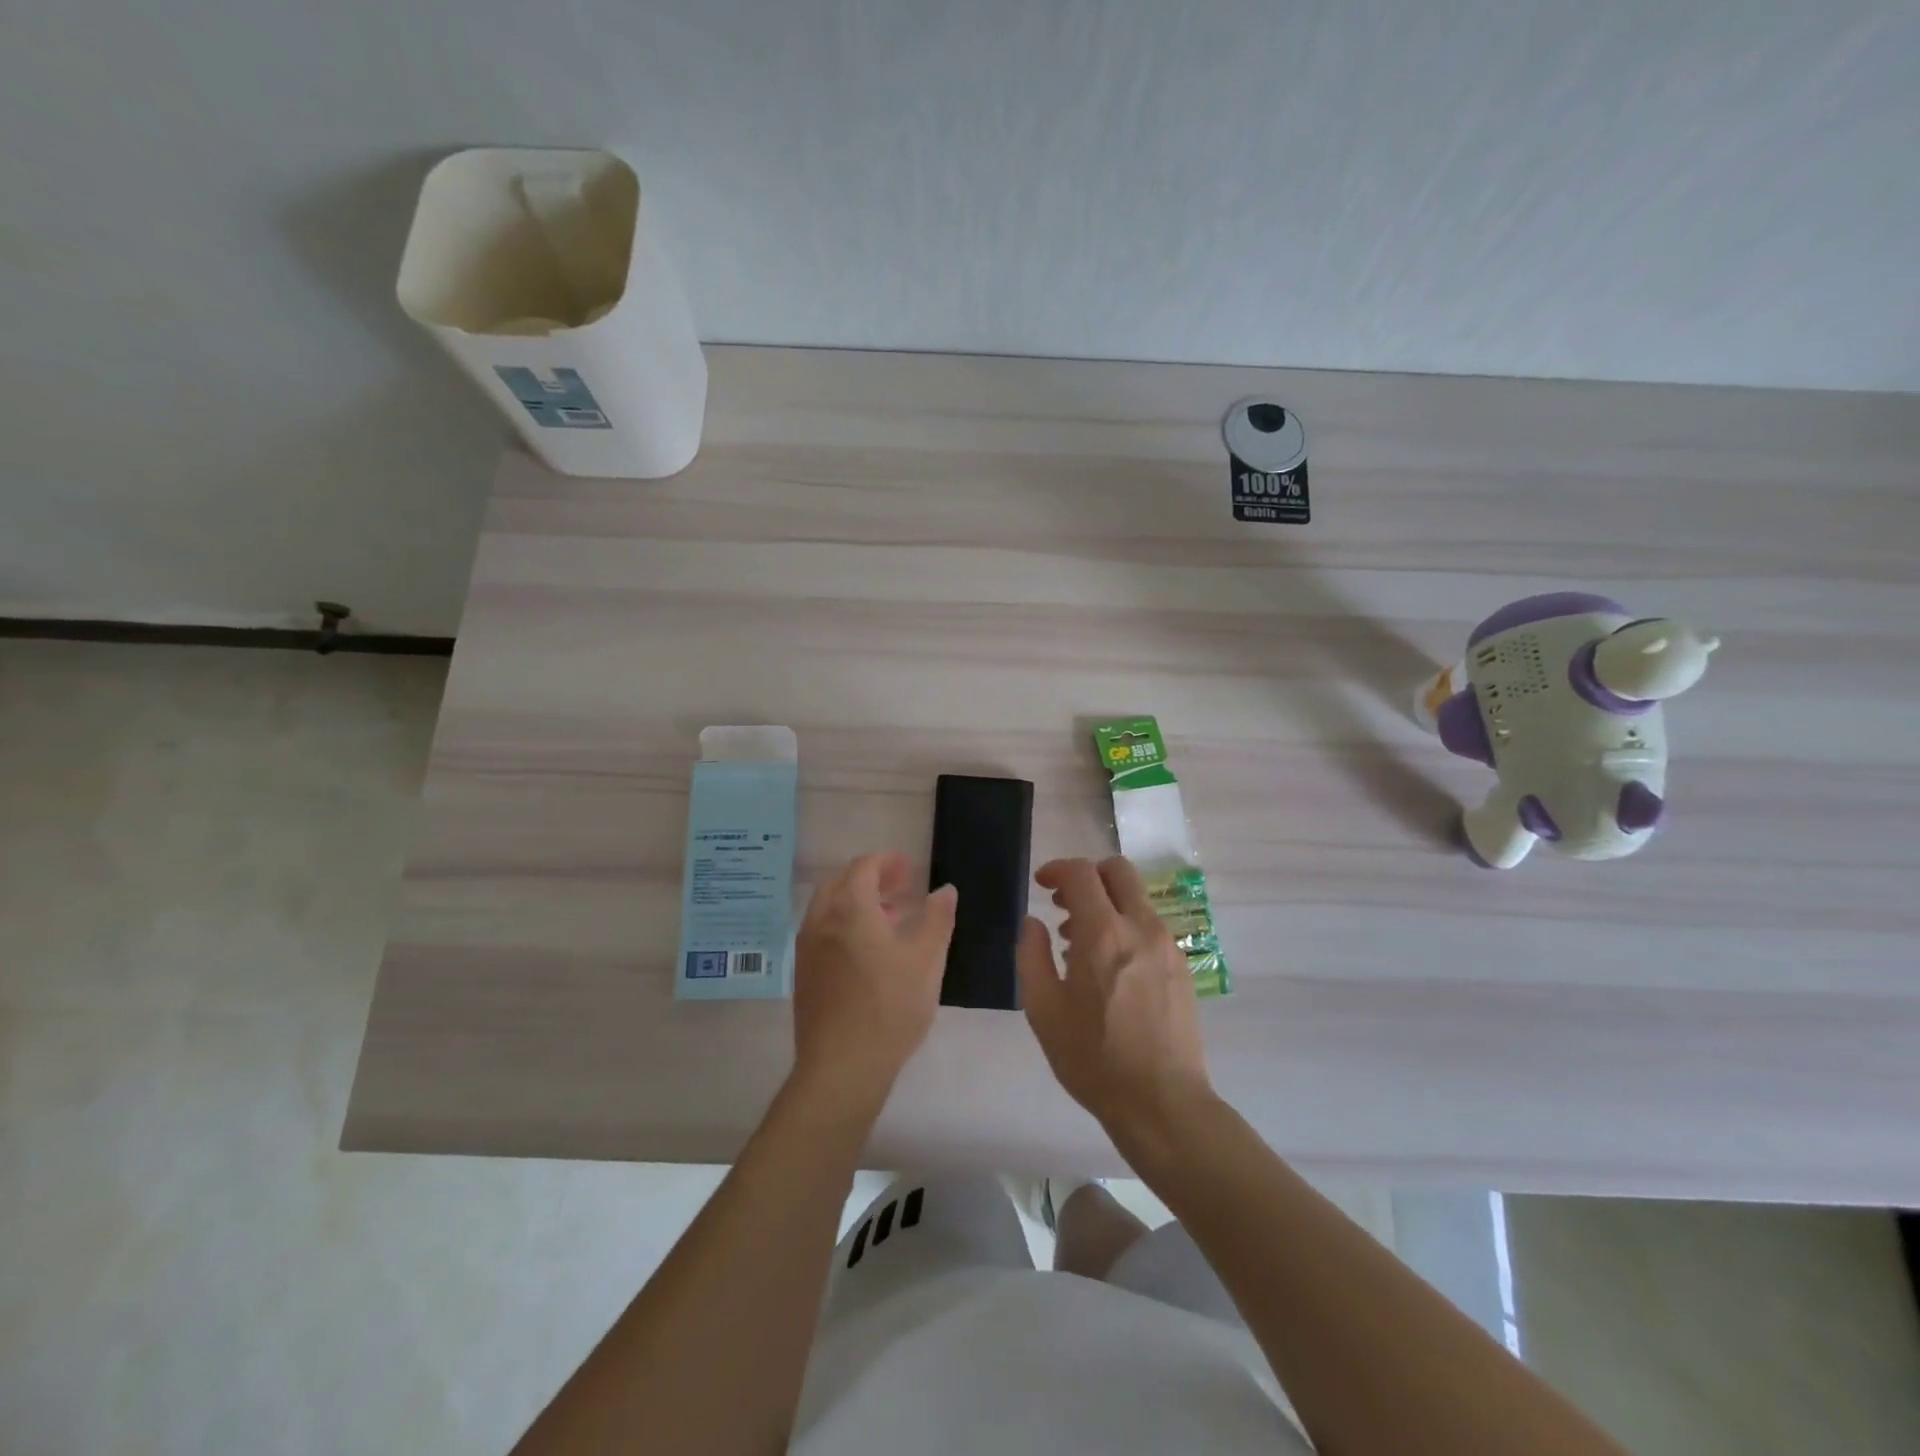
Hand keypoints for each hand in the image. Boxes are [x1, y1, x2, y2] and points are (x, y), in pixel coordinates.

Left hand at [791, 852, 957, 1111]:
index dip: (887, 862)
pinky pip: (822, 930)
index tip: (910, 870)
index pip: (863, 867)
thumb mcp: (927, 960)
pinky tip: (867, 949)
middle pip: (840, 881)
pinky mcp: (803, 972)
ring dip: (856, 900)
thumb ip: (937, 919)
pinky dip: (843, 923)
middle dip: (871, 877)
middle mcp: (821, 920)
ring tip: (889, 917)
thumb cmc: (890, 1008)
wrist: (841, 1067)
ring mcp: (807, 947)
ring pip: (829, 906)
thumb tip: (945, 890)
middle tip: (900, 888)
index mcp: (850, 909)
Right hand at [1017, 856, 1213, 1143]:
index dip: (1057, 869)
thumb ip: (1031, 955)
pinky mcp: (1182, 966)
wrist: (1162, 1103)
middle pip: (1118, 870)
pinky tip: (1108, 967)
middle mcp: (1141, 927)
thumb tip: (1033, 922)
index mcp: (1103, 933)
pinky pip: (1149, 926)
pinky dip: (1125, 926)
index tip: (1041, 884)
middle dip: (1087, 875)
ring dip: (1106, 903)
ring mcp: (1167, 945)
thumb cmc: (1094, 1059)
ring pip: (1136, 898)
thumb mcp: (1043, 1010)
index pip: (1081, 873)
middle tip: (1064, 904)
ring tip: (1079, 943)